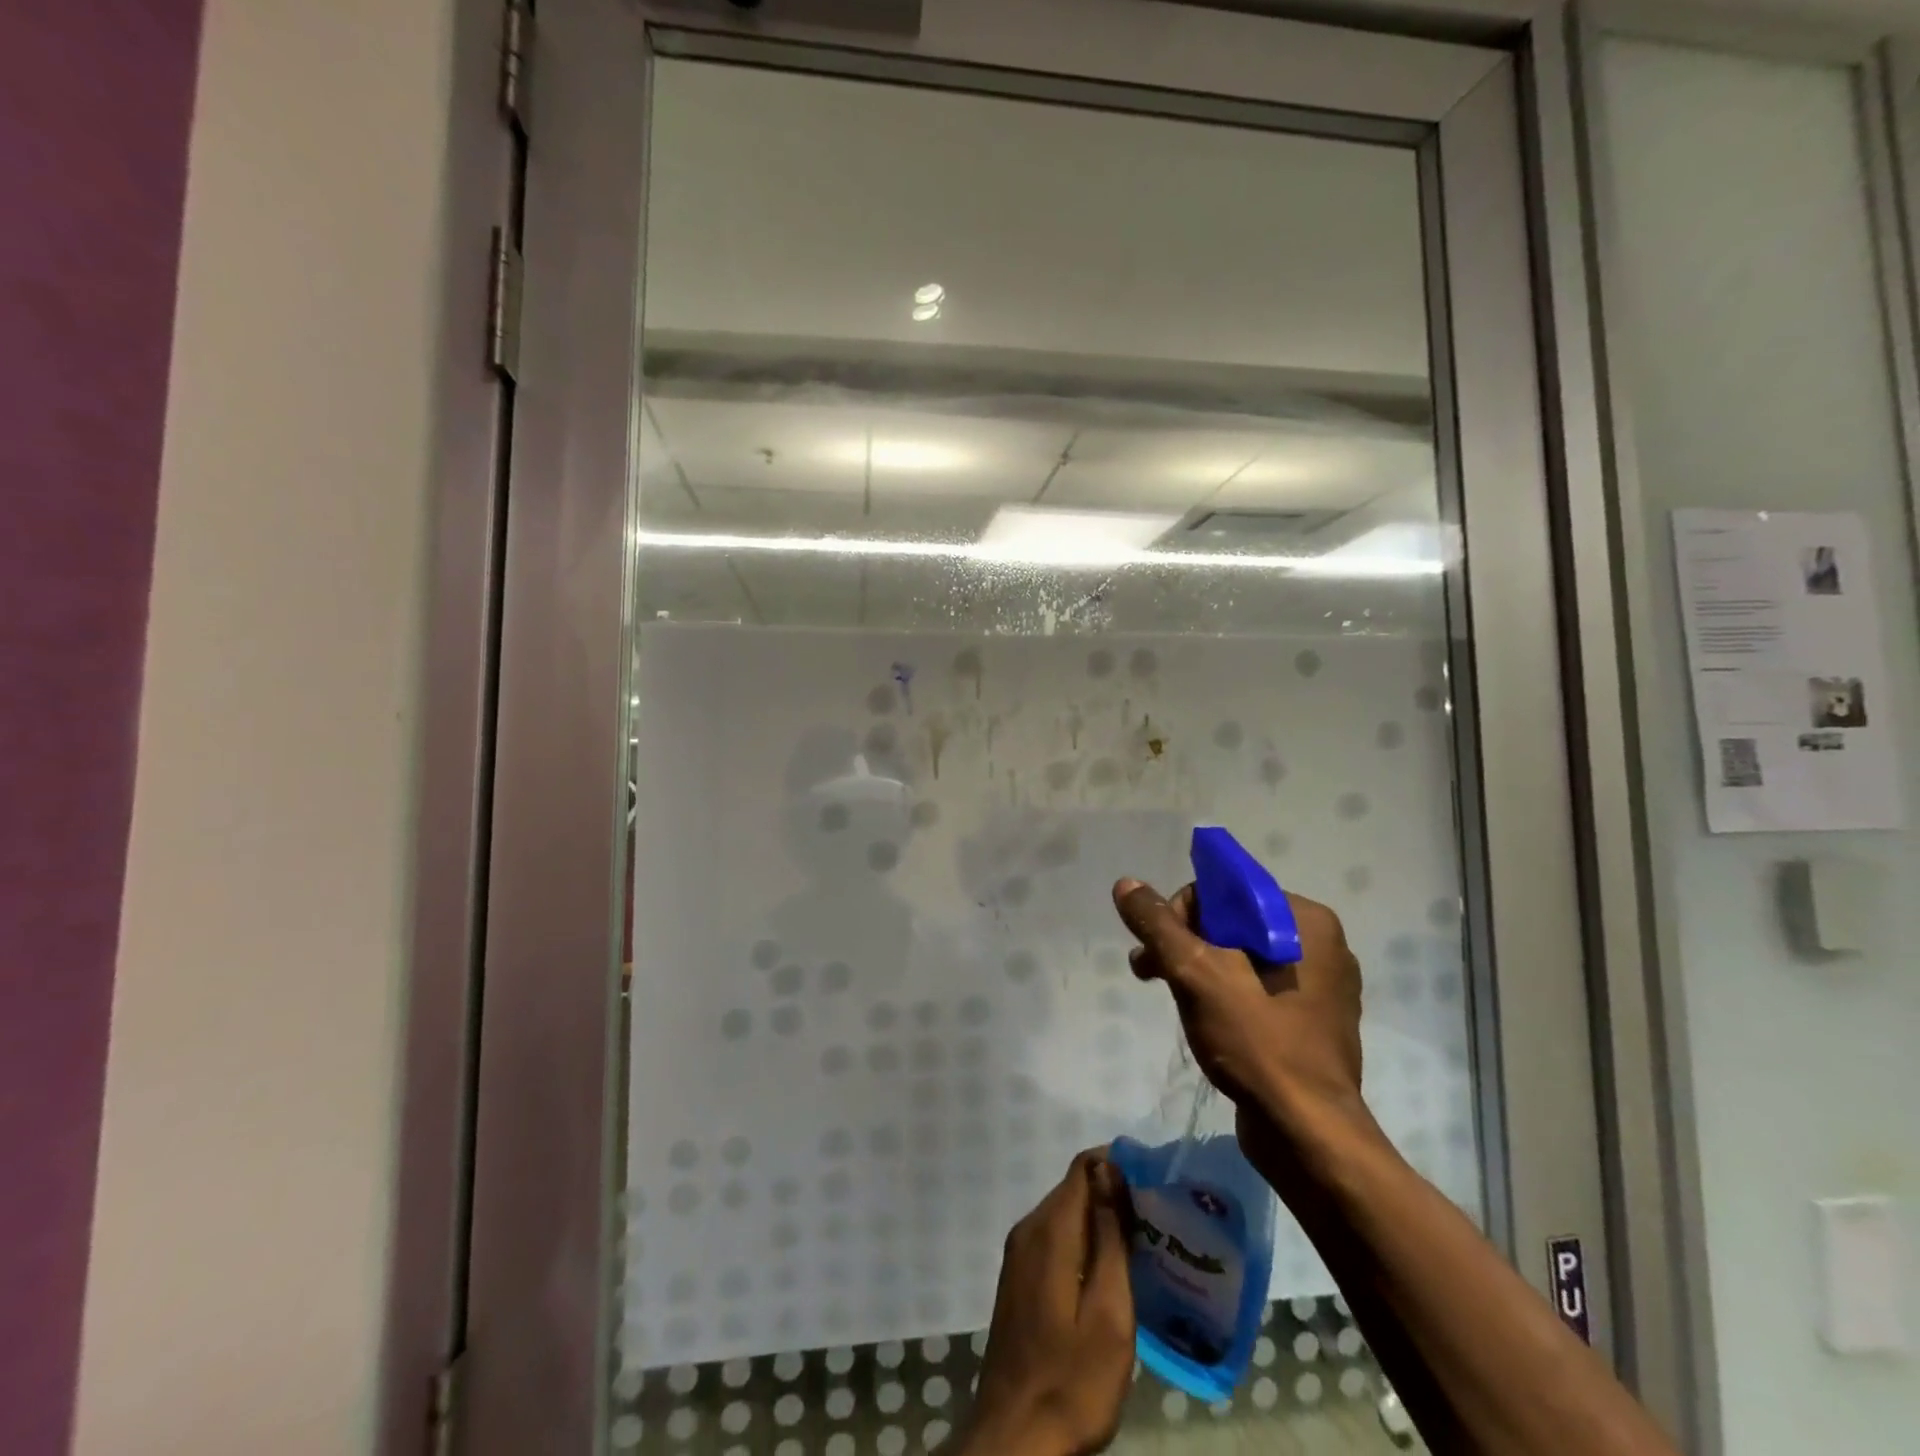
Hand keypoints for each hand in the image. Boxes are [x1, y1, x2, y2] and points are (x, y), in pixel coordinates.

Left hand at [958, 1151, 1135, 1455]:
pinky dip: (1082, 1243)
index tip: (1153, 1185)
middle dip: (1112, 1194)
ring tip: (1142, 1247)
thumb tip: (1108, 1167)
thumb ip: (1109, 1235)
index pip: (1083, 1167)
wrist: (1016, 1438)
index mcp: (1050, 1230)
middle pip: (1073, 1189)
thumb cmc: (1073, 1378)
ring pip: (1064, 1215)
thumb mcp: (1108, 1311)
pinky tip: (1109, 1274)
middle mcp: (1028, 1229)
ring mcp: (1019, 1255)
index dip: (1117, 1166)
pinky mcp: (1018, 1279)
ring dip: (1099, 1222)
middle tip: (1156, 1222)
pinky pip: (1054, 1240)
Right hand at [1112, 879, 1366, 1150]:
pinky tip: (1201, 1018)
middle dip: (1184, 942)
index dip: (1182, 911)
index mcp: (1306, 921)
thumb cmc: (1255, 1040)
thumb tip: (1125, 884)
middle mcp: (1321, 944)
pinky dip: (1224, 993)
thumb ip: (1157, 923)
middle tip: (1148, 971)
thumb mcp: (1194, 972)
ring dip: (1197, 968)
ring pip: (1241, 956)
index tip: (1160, 949)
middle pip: (1232, 922)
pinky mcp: (1313, 1021)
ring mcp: (1322, 986)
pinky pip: (1258, 987)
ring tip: (1165, 995)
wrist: (1306, 1133)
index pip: (1227, 890)